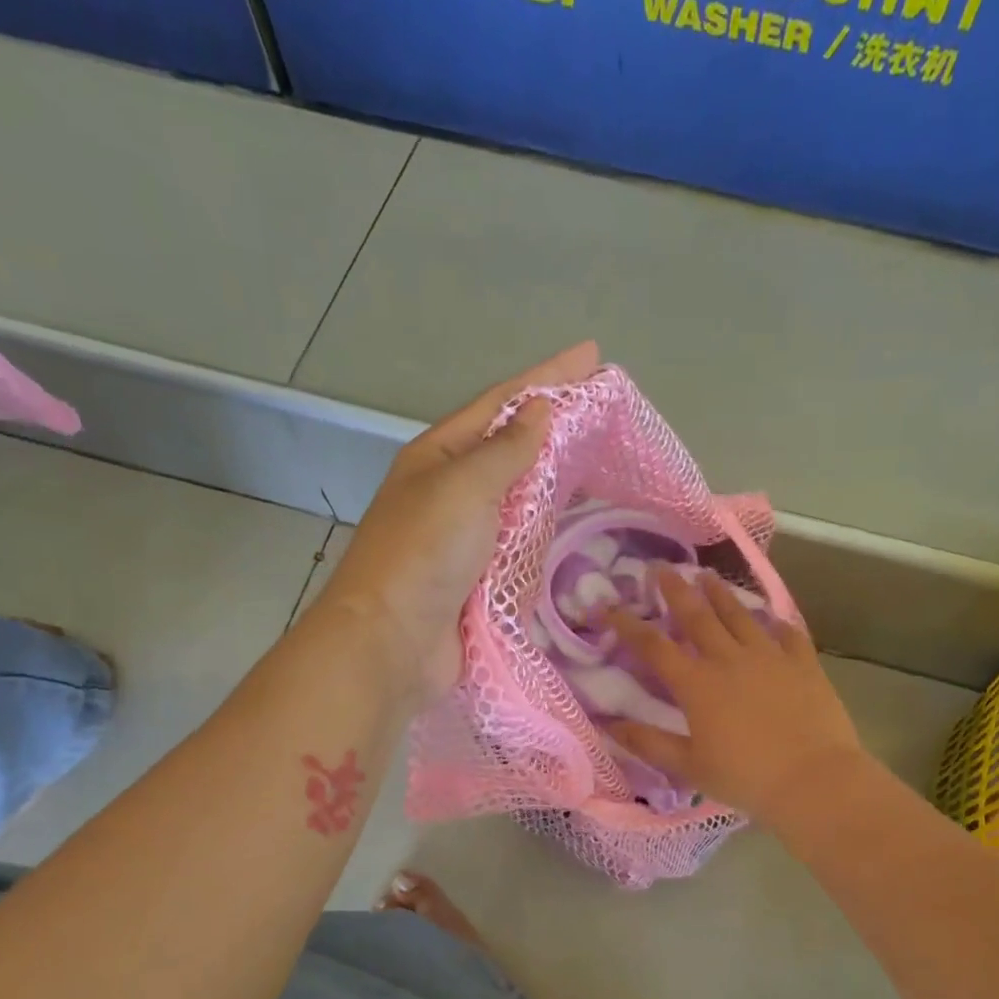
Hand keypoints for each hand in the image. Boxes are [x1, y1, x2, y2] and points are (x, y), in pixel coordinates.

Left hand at [316, 342, 600, 701]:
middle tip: (606, 411)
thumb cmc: (422, 554)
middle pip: (512, 447)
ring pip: (521, 496)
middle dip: (556, 427)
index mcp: (439, 457)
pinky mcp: (482, 577)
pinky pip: (523, 542)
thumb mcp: (463, 488)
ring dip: (555, 478)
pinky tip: (575, 519)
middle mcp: (452, 490)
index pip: (501, 403)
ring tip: (601, 458)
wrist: (392, 642)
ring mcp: (467, 536)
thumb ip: (506, 450)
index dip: (547, 377)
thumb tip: (540, 411)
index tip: (592, 356)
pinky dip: (548, 529)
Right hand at [607, 571, 865, 825]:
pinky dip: (777, 623)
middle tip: (661, 567)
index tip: (607, 605)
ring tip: (708, 576)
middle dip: (676, 590)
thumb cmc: (746, 778)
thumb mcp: (689, 767)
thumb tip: (609, 726)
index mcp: (698, 685)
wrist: (814, 779)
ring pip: (740, 616)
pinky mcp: (803, 664)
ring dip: (721, 594)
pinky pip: (788, 634)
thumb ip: (648, 743)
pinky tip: (773, 618)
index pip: (654, 646)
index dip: (627, 624)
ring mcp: (770, 657)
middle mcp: (730, 660)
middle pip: (697, 616)